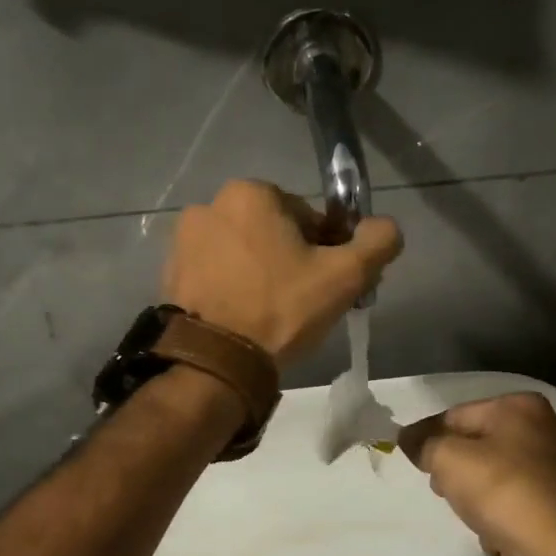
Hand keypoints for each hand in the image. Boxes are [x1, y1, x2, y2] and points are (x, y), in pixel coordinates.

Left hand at [163, 180, 401, 364]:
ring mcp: (183, 241)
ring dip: (260, 274)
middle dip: (290, 260)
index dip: (324, 251)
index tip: (324, 285)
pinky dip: (232, 289)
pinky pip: (216, 273)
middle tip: (299, 304)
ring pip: (243, 253)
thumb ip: (377, 242)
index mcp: (251, 193)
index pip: (307, 217)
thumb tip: (386, 228)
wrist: (216, 362)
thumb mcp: (344, 277)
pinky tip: (242, 318)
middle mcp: (210, 205)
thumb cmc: (281, 310)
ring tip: (269, 315)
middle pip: (272, 232)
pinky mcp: (170, 273)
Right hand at [399, 393, 555, 555]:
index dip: (427, 435)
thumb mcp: (449, 459)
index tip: (407, 457)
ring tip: (472, 516)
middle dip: (452, 469)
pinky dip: (497, 517)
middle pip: (475, 444)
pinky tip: (495, 533)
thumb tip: (409, 438)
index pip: (456, 414)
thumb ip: (424, 444)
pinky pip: (510, 504)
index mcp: (521, 407)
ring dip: (472, 496)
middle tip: (442, 489)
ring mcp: (553, 470)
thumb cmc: (502, 492)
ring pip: (490, 476)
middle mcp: (543, 430)